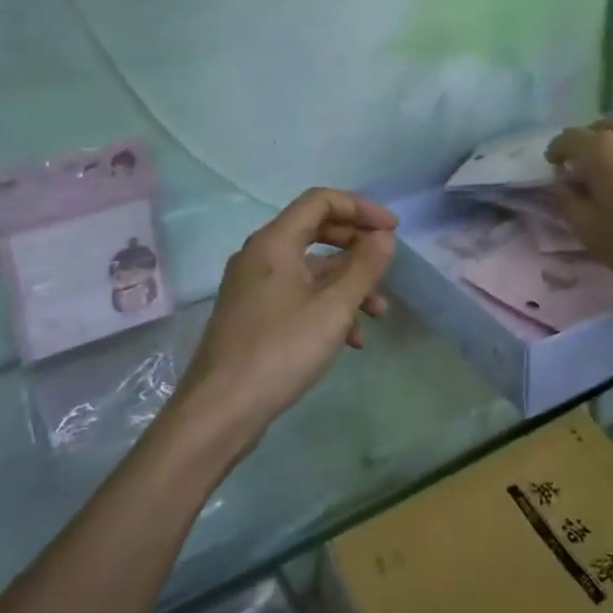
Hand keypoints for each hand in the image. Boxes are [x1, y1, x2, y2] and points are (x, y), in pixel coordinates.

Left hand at [175, 189, 396, 449]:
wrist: (220, 411)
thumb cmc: (280, 350)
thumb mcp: (333, 308)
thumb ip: (363, 267)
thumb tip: (384, 237)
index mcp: (275, 241)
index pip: (321, 201)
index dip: (360, 208)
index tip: (392, 230)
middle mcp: (261, 255)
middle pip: (317, 231)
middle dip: (357, 246)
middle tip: (387, 263)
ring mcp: (255, 287)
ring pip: (311, 269)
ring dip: (348, 284)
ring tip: (379, 313)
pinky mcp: (255, 316)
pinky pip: (299, 296)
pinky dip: (328, 307)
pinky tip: (352, 340)